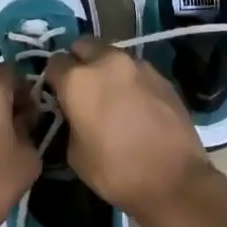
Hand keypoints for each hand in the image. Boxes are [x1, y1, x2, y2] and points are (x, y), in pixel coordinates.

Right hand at [45, 39, 212, 218]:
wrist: (174, 180)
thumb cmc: (116, 171)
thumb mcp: (74, 154)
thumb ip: (69, 122)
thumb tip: (74, 114)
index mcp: (78, 79)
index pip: (54, 63)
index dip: (52, 80)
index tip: (56, 95)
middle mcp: (107, 62)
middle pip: (83, 45)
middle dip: (78, 61)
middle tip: (81, 88)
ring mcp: (138, 65)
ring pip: (112, 54)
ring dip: (105, 68)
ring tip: (110, 95)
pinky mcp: (162, 76)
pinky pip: (136, 69)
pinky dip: (129, 80)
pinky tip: (134, 103)